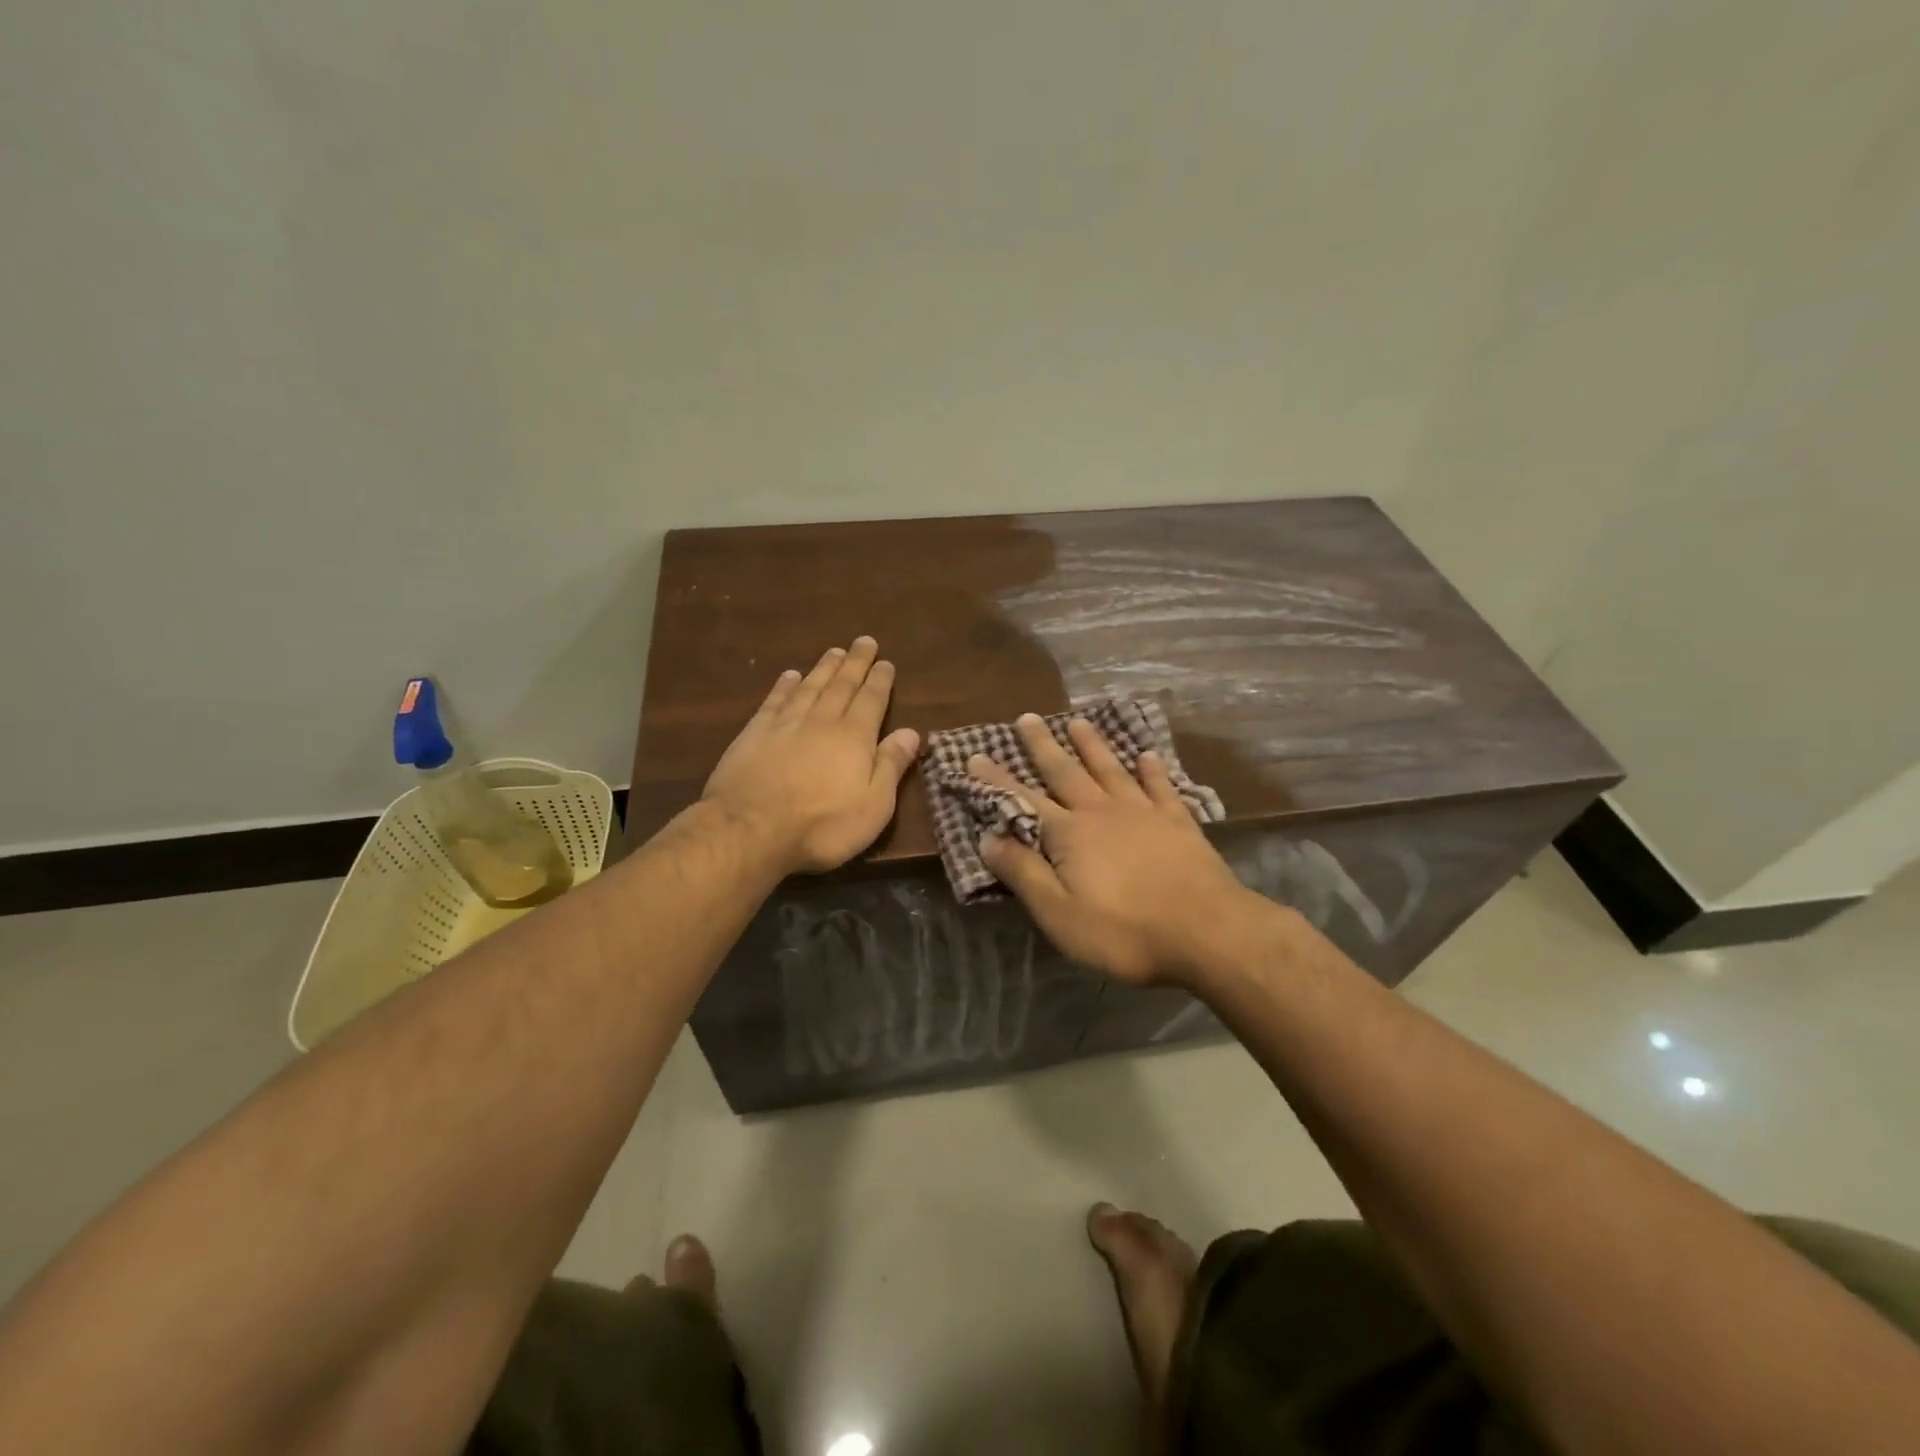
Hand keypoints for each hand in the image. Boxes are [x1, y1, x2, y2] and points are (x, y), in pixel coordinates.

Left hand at [702, 637, 920, 874]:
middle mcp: (822, 721)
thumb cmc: (822, 825)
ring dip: (823, 668)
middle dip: (855, 663)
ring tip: (834, 651)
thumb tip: (912, 732)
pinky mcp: (754, 734)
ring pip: (809, 687)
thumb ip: (892, 765)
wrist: (751, 830)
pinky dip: (784, 686)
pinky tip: (790, 675)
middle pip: (842, 685)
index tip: (885, 662)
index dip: (880, 680)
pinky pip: (774, 701)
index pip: (872, 700)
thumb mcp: (874, 805)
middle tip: (863, 641)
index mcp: (854, 737)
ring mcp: (785, 724)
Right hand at [970, 715, 1262, 985]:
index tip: (975, 757)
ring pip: (1110, 769)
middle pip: (1065, 772)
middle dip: (1042, 746)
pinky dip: (1152, 769)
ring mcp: (1143, 812)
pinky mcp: (1178, 821)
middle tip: (1028, 718)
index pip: (1022, 801)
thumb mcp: (1059, 913)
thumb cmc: (1124, 931)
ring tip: (1078, 721)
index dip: (996, 781)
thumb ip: (1023, 873)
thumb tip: (987, 837)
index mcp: (1068, 834)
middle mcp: (1101, 811)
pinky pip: (1160, 786)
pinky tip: (1148, 755)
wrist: (1207, 931)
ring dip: (1092, 745)